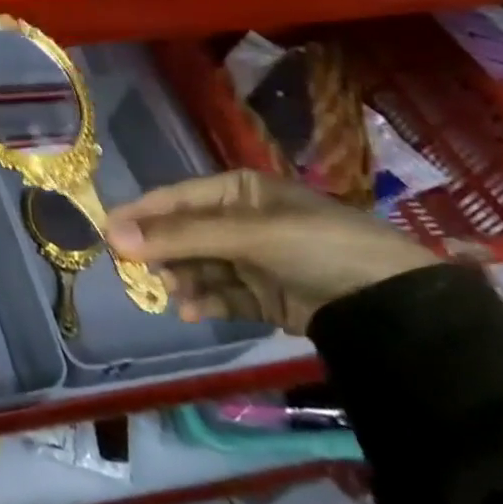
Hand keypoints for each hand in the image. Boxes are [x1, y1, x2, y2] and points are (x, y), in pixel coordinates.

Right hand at [104, 170, 438, 334]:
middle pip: (185, 234)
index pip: (176, 198)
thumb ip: (180, 237)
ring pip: (200, 266)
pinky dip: (206, 303)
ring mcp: (255, 259)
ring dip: (182, 280)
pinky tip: (191, 313)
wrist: (397, 309)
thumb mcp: (247, 235)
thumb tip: (111, 237)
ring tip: (172, 296)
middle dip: (161, 253)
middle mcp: (243, 220)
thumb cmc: (318, 247)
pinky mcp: (268, 296)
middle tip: (135, 273)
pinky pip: (224, 296)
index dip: (141, 214)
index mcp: (239, 191)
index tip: (105, 234)